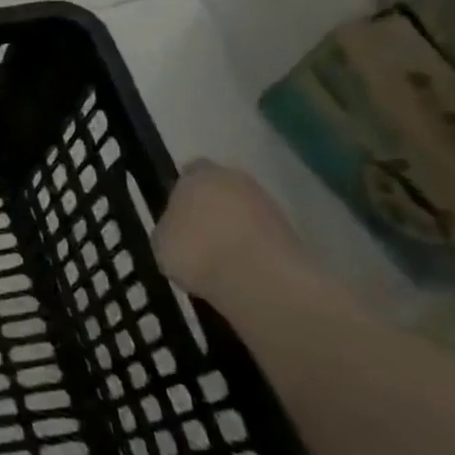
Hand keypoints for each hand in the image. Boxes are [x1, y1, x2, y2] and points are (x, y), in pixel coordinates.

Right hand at [154, 161, 303, 303]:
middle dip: (213, 208)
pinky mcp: (294, 237)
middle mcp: (237, 181)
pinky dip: (254, 251)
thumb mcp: (161, 241)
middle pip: (222, 190)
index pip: (189, 172)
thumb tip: (177, 229)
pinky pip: (263, 239)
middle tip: (198, 236)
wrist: (261, 282)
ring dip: (236, 230)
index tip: (176, 213)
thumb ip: (169, 227)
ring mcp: (270, 207)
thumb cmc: (197, 251)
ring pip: (245, 214)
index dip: (182, 191)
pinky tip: (242, 273)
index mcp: (200, 174)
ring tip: (220, 261)